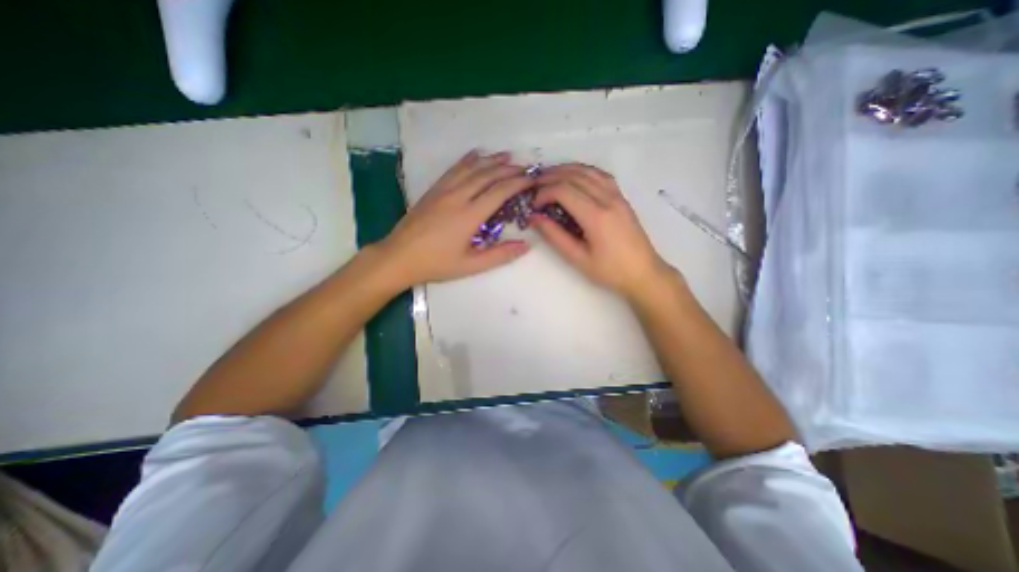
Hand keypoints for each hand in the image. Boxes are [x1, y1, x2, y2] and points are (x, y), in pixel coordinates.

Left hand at [375, 149, 533, 288]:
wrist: (398, 257)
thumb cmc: (436, 264)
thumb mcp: (470, 265)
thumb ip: (500, 255)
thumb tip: (526, 245)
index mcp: (469, 216)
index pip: (499, 192)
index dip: (518, 183)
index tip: (532, 179)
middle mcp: (457, 197)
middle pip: (487, 175)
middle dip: (509, 169)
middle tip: (525, 168)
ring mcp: (443, 191)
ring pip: (471, 168)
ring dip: (491, 160)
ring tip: (507, 155)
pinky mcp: (433, 190)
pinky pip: (453, 169)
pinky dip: (467, 160)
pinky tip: (476, 154)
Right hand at [530, 164, 674, 299]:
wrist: (644, 272)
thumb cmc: (610, 271)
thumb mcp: (578, 258)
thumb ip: (555, 236)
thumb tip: (534, 218)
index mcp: (596, 216)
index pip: (564, 190)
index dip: (544, 193)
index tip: (533, 205)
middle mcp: (608, 199)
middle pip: (574, 176)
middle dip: (550, 177)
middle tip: (533, 186)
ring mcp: (617, 195)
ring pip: (587, 171)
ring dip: (565, 170)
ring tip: (547, 177)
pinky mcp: (621, 197)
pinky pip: (600, 175)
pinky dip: (582, 171)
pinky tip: (573, 177)